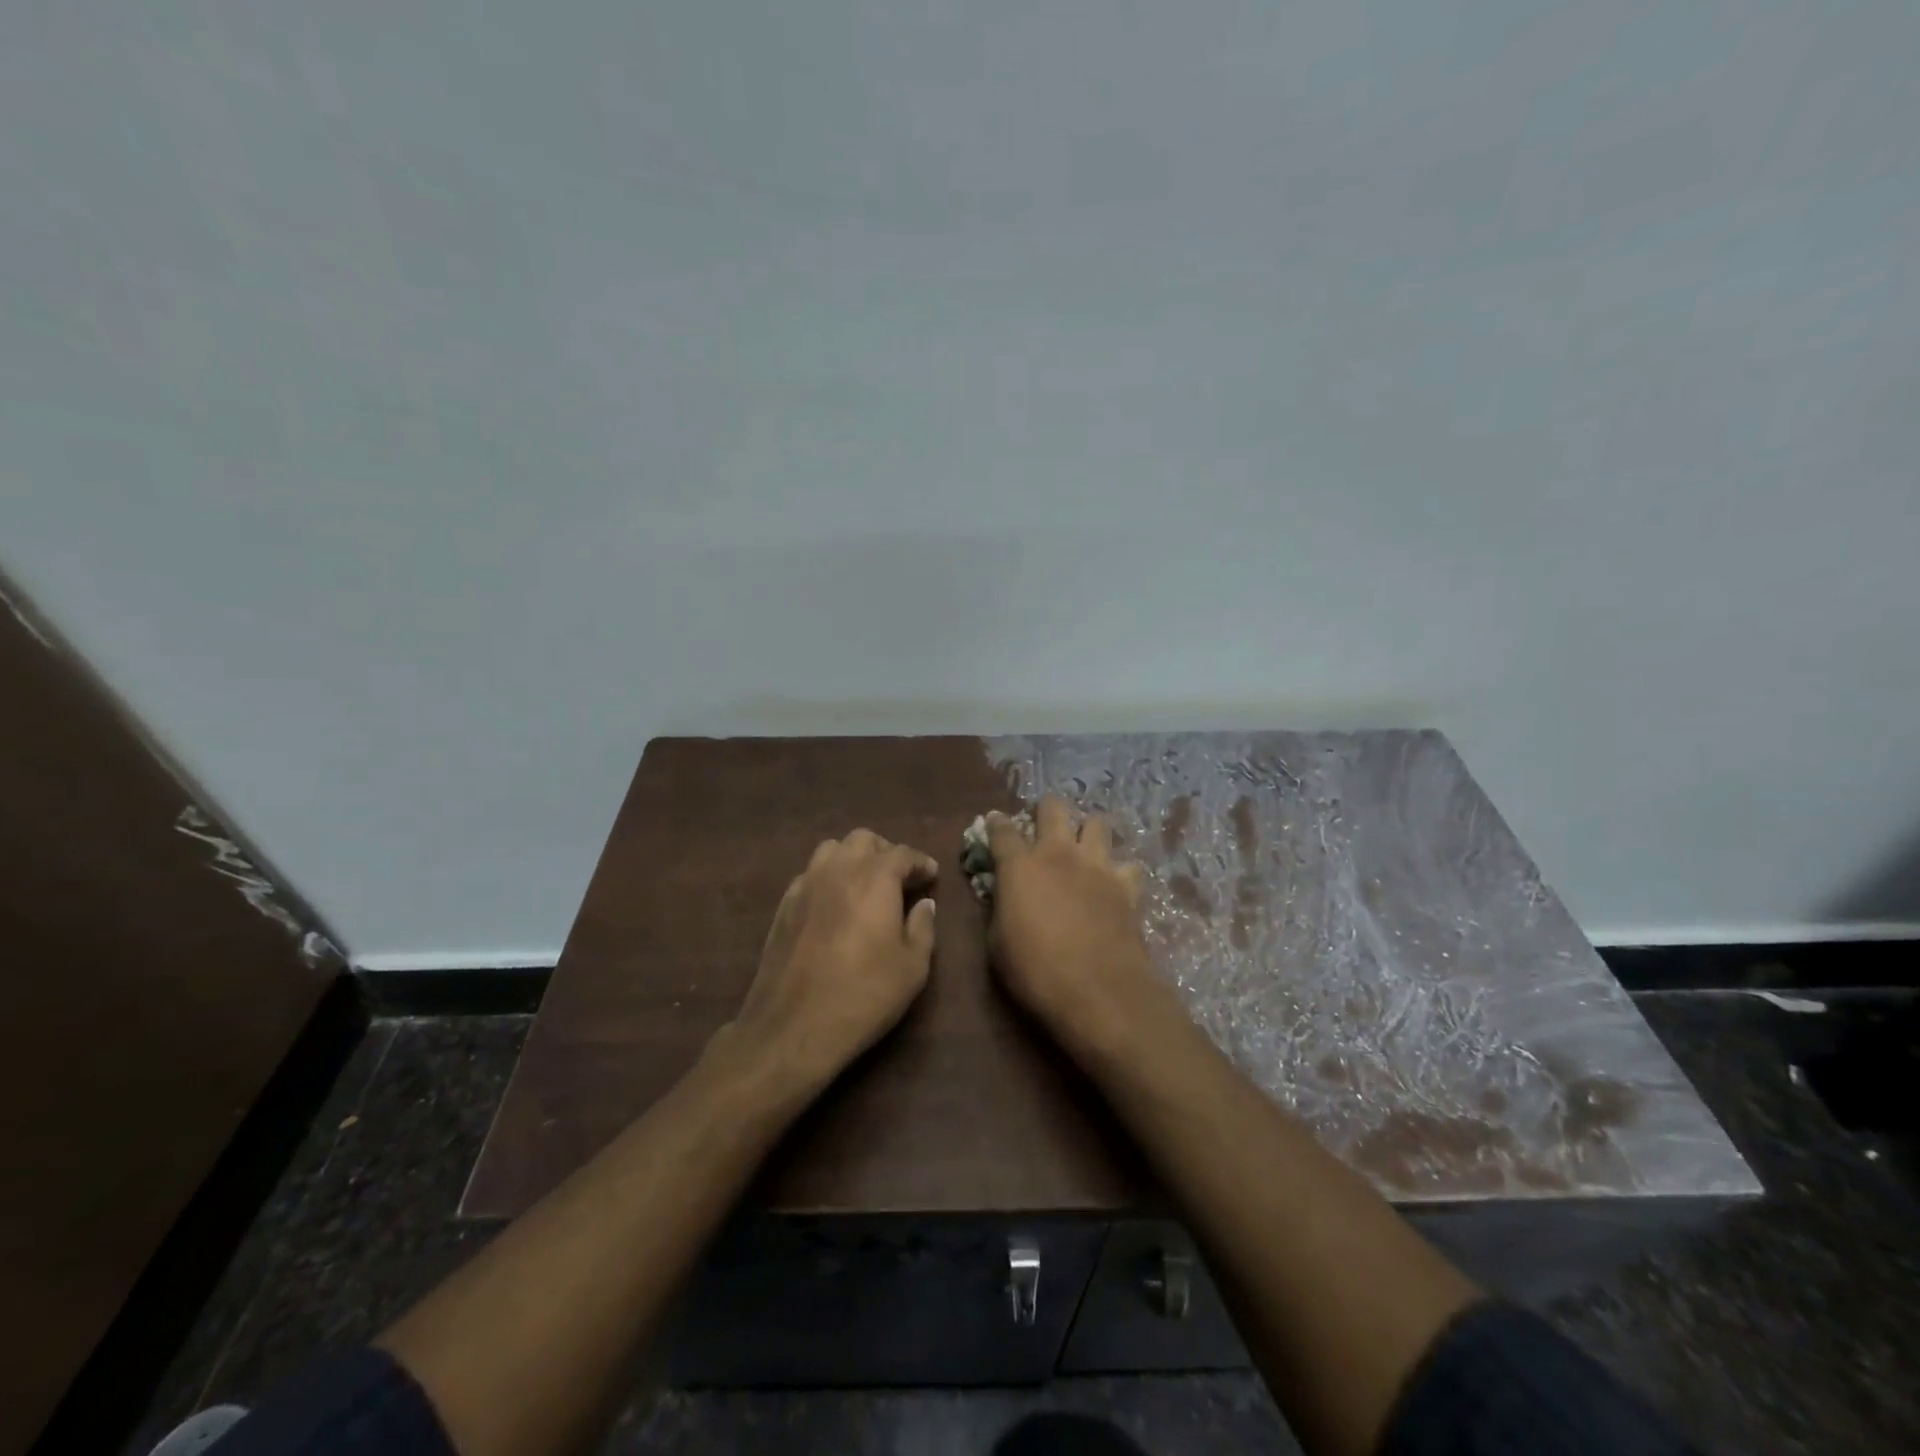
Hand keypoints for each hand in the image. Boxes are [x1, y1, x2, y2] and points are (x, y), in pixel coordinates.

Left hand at [728, 828, 939, 1090]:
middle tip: (900, 878)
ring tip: (866, 884)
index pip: (902, 853)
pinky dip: (829, 877)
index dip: (920, 862)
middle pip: (863, 840)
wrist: (793, 1026)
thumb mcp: (912, 967)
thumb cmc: (863, 995)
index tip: (931, 875)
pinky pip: (810, 874)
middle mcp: (838, 870)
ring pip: (832, 850)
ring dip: (853, 858)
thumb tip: (924, 904)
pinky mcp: (784, 905)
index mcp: (874, 878)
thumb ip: (922, 927)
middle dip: (885, 852)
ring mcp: (806, 884)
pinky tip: (836, 904)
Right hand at [985, 796, 1161, 1040]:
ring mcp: (1097, 865)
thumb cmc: (1035, 971)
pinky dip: (1120, 871)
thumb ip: (1000, 910)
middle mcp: (1059, 853)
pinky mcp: (1127, 885)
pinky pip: (1127, 864)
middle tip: (1043, 827)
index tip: (994, 822)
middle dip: (1046, 810)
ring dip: (1087, 831)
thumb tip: (1004, 898)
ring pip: (1097, 823)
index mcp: (1020, 866)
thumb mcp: (997, 943)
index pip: (1001, 830)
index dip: (996, 823)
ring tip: (1083, 849)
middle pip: (1054, 807)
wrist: (1098, 991)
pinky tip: (1115, 885)